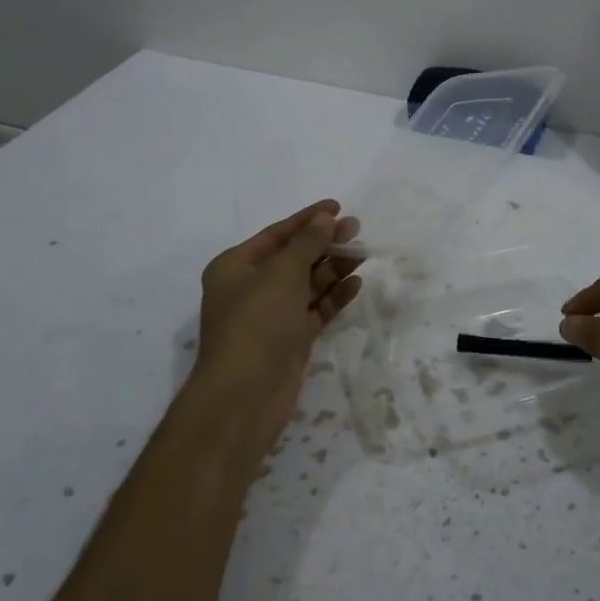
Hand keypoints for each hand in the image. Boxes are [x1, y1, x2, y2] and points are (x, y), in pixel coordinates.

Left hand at [192, 200, 361, 450]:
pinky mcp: (290, 338)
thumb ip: (307, 243)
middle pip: (294, 257)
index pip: (277, 234)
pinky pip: (315, 309)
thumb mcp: (281, 273)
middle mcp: (251, 288)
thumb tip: (324, 219)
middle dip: (324, 243)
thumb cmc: (257, 322)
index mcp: (236, 266)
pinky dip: (334, 296)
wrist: (246, 393)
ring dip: (333, 268)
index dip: (307, 219)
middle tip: (357, 230)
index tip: (337, 207)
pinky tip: (356, 284)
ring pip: (307, 284)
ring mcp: (272, 315)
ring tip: (364, 254)